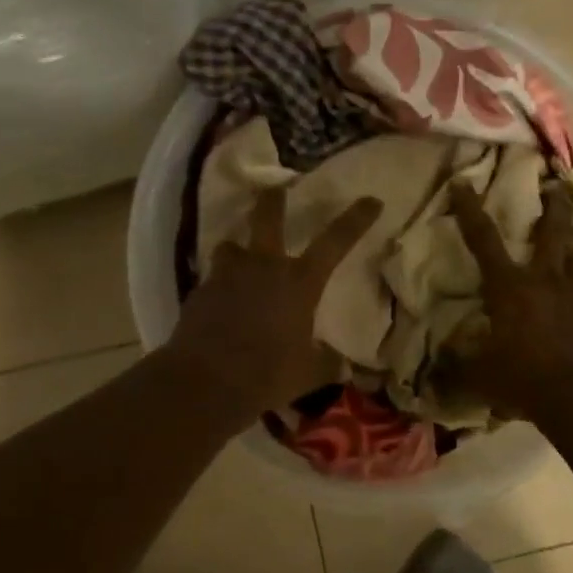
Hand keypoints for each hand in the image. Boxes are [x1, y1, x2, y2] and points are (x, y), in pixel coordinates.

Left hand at [167, 187, 382, 415]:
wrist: (206, 382)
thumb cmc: (268, 374)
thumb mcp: (309, 374)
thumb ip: (328, 364)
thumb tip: (346, 367)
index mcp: (300, 282)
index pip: (336, 241)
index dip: (356, 219)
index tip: (372, 200)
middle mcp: (264, 267)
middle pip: (268, 216)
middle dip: (274, 199)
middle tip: (276, 189)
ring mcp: (228, 275)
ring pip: (231, 244)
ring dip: (237, 248)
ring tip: (239, 258)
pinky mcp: (200, 291)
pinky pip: (212, 278)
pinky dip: (219, 285)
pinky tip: (220, 302)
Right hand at [451, 179, 572, 419]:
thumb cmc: (525, 380)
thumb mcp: (480, 377)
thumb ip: (457, 368)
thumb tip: (433, 370)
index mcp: (510, 287)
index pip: (483, 241)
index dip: (469, 210)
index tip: (462, 183)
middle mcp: (546, 280)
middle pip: (552, 232)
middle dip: (552, 205)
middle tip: (556, 184)